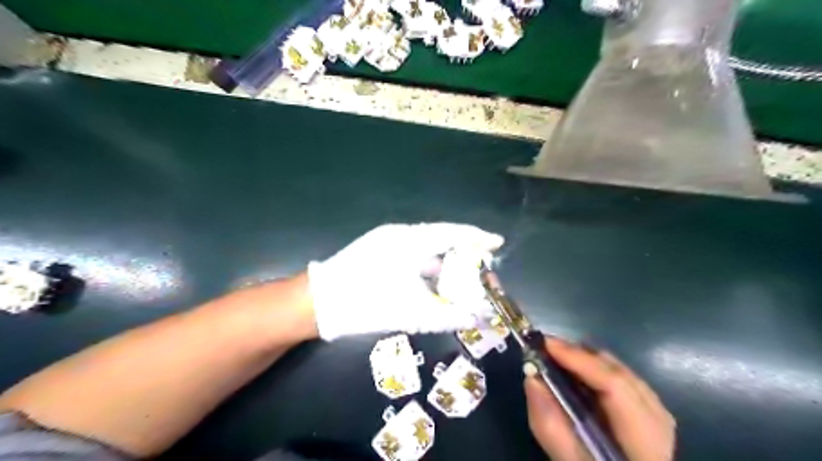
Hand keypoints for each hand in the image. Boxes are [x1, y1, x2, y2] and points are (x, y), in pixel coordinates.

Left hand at [306, 221, 500, 339]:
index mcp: (409, 240)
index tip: (498, 243)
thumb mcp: (410, 312)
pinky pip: (412, 254)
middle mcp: (399, 234)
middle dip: (462, 253)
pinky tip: (434, 282)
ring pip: (425, 247)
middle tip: (481, 266)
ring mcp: (386, 241)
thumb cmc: (365, 303)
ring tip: (462, 277)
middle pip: (441, 238)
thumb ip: (448, 314)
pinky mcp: (378, 251)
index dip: (477, 237)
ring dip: (444, 262)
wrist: (317, 304)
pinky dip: (427, 267)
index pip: (451, 232)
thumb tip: (478, 316)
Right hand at [522, 338, 678, 460]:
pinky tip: (579, 375)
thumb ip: (550, 425)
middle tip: (547, 348)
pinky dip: (599, 372)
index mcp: (645, 443)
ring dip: (589, 361)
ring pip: (624, 374)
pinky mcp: (653, 417)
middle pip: (621, 373)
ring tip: (559, 357)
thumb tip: (532, 378)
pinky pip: (626, 381)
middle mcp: (660, 423)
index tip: (545, 345)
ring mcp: (661, 419)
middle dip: (582, 356)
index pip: (615, 386)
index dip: (579, 360)